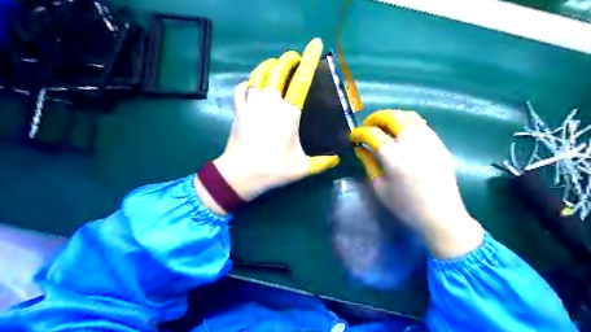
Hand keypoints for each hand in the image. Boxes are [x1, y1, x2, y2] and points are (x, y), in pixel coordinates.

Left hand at [196, 39, 338, 214]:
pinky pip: (242, 87)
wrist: (240, 174)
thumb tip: (337, 160)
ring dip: (269, 66)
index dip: (310, 60)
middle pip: (278, 70)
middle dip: (288, 60)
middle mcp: (270, 102)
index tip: (315, 45)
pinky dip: (248, 82)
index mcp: (288, 113)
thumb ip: (322, 162)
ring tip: (276, 66)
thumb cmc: (273, 169)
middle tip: (295, 59)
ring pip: (259, 74)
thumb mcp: (302, 168)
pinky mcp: (238, 109)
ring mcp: (251, 104)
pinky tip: (252, 84)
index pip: (302, 80)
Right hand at [348, 110, 481, 257]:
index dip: (359, 133)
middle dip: (375, 117)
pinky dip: (408, 122)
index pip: (372, 134)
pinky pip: (422, 124)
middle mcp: (410, 142)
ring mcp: (428, 140)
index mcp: (393, 156)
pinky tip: (402, 131)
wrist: (441, 216)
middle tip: (368, 125)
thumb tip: (360, 148)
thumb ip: (368, 163)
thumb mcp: (380, 187)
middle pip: (391, 117)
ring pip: (408, 116)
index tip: (353, 137)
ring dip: (392, 116)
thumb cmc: (405, 206)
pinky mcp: (439, 144)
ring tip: (384, 125)